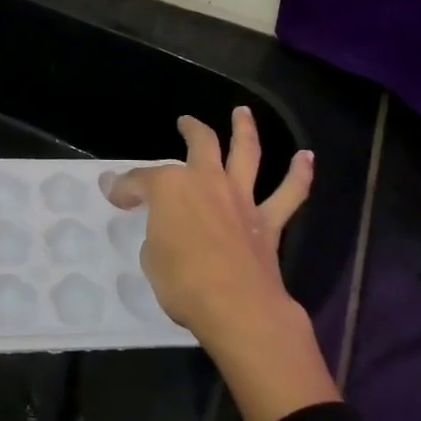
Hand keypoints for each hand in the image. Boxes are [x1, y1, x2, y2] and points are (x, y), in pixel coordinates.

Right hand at [105, 109, 337, 420]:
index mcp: (170, 188)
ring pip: (246, 153)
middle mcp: (207, 182)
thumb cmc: (182, 283)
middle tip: (185, 122)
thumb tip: (163, 229)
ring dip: (245, 130)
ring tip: (243, 113)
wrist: (237, 307)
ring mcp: (240, 198)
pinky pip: (289, 194)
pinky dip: (299, 175)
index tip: (113, 192)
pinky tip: (306, 158)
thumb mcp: (151, 258)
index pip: (140, 180)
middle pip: (200, 144)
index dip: (124, 186)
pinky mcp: (267, 222)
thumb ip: (156, 235)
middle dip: (191, 129)